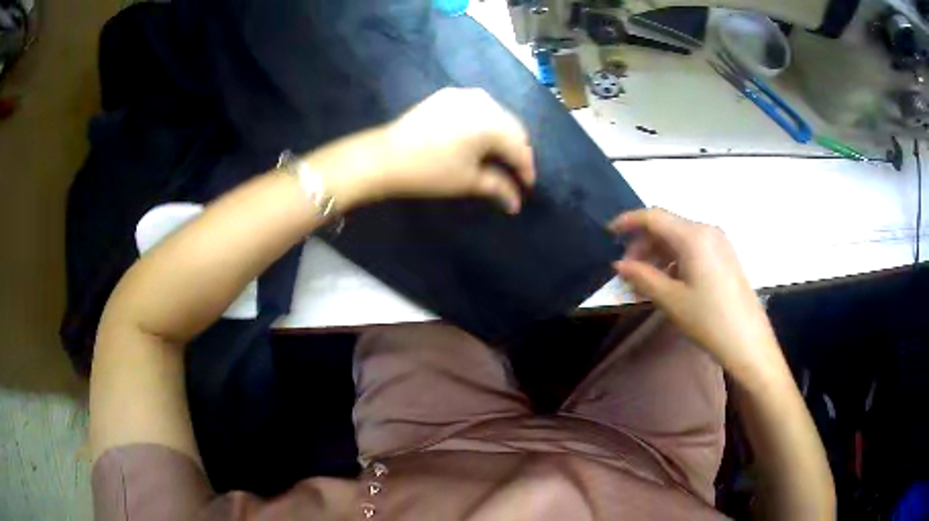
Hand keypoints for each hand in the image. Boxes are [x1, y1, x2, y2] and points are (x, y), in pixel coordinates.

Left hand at [309, 87, 535, 212]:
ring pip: (496, 115)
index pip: (520, 147)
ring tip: (498, 156)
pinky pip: (478, 107)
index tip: (526, 187)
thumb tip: (516, 203)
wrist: (385, 156)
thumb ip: (498, 187)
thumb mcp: (468, 180)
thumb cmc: (430, 171)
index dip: (526, 169)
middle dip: (516, 150)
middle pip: (512, 127)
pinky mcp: (448, 94)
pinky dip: (484, 122)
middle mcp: (484, 101)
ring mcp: (465, 94)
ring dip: (502, 135)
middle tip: (514, 173)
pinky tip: (479, 138)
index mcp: (492, 122)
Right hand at [610, 208, 782, 379]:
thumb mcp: (671, 300)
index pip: (654, 217)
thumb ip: (643, 277)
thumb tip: (619, 265)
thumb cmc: (708, 320)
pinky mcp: (725, 256)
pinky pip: (693, 248)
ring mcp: (719, 243)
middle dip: (643, 244)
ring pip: (679, 238)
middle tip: (628, 271)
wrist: (748, 342)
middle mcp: (707, 231)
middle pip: (667, 226)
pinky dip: (675, 259)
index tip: (609, 234)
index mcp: (693, 236)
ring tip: (646, 280)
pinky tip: (668, 281)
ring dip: (658, 253)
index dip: (628, 222)